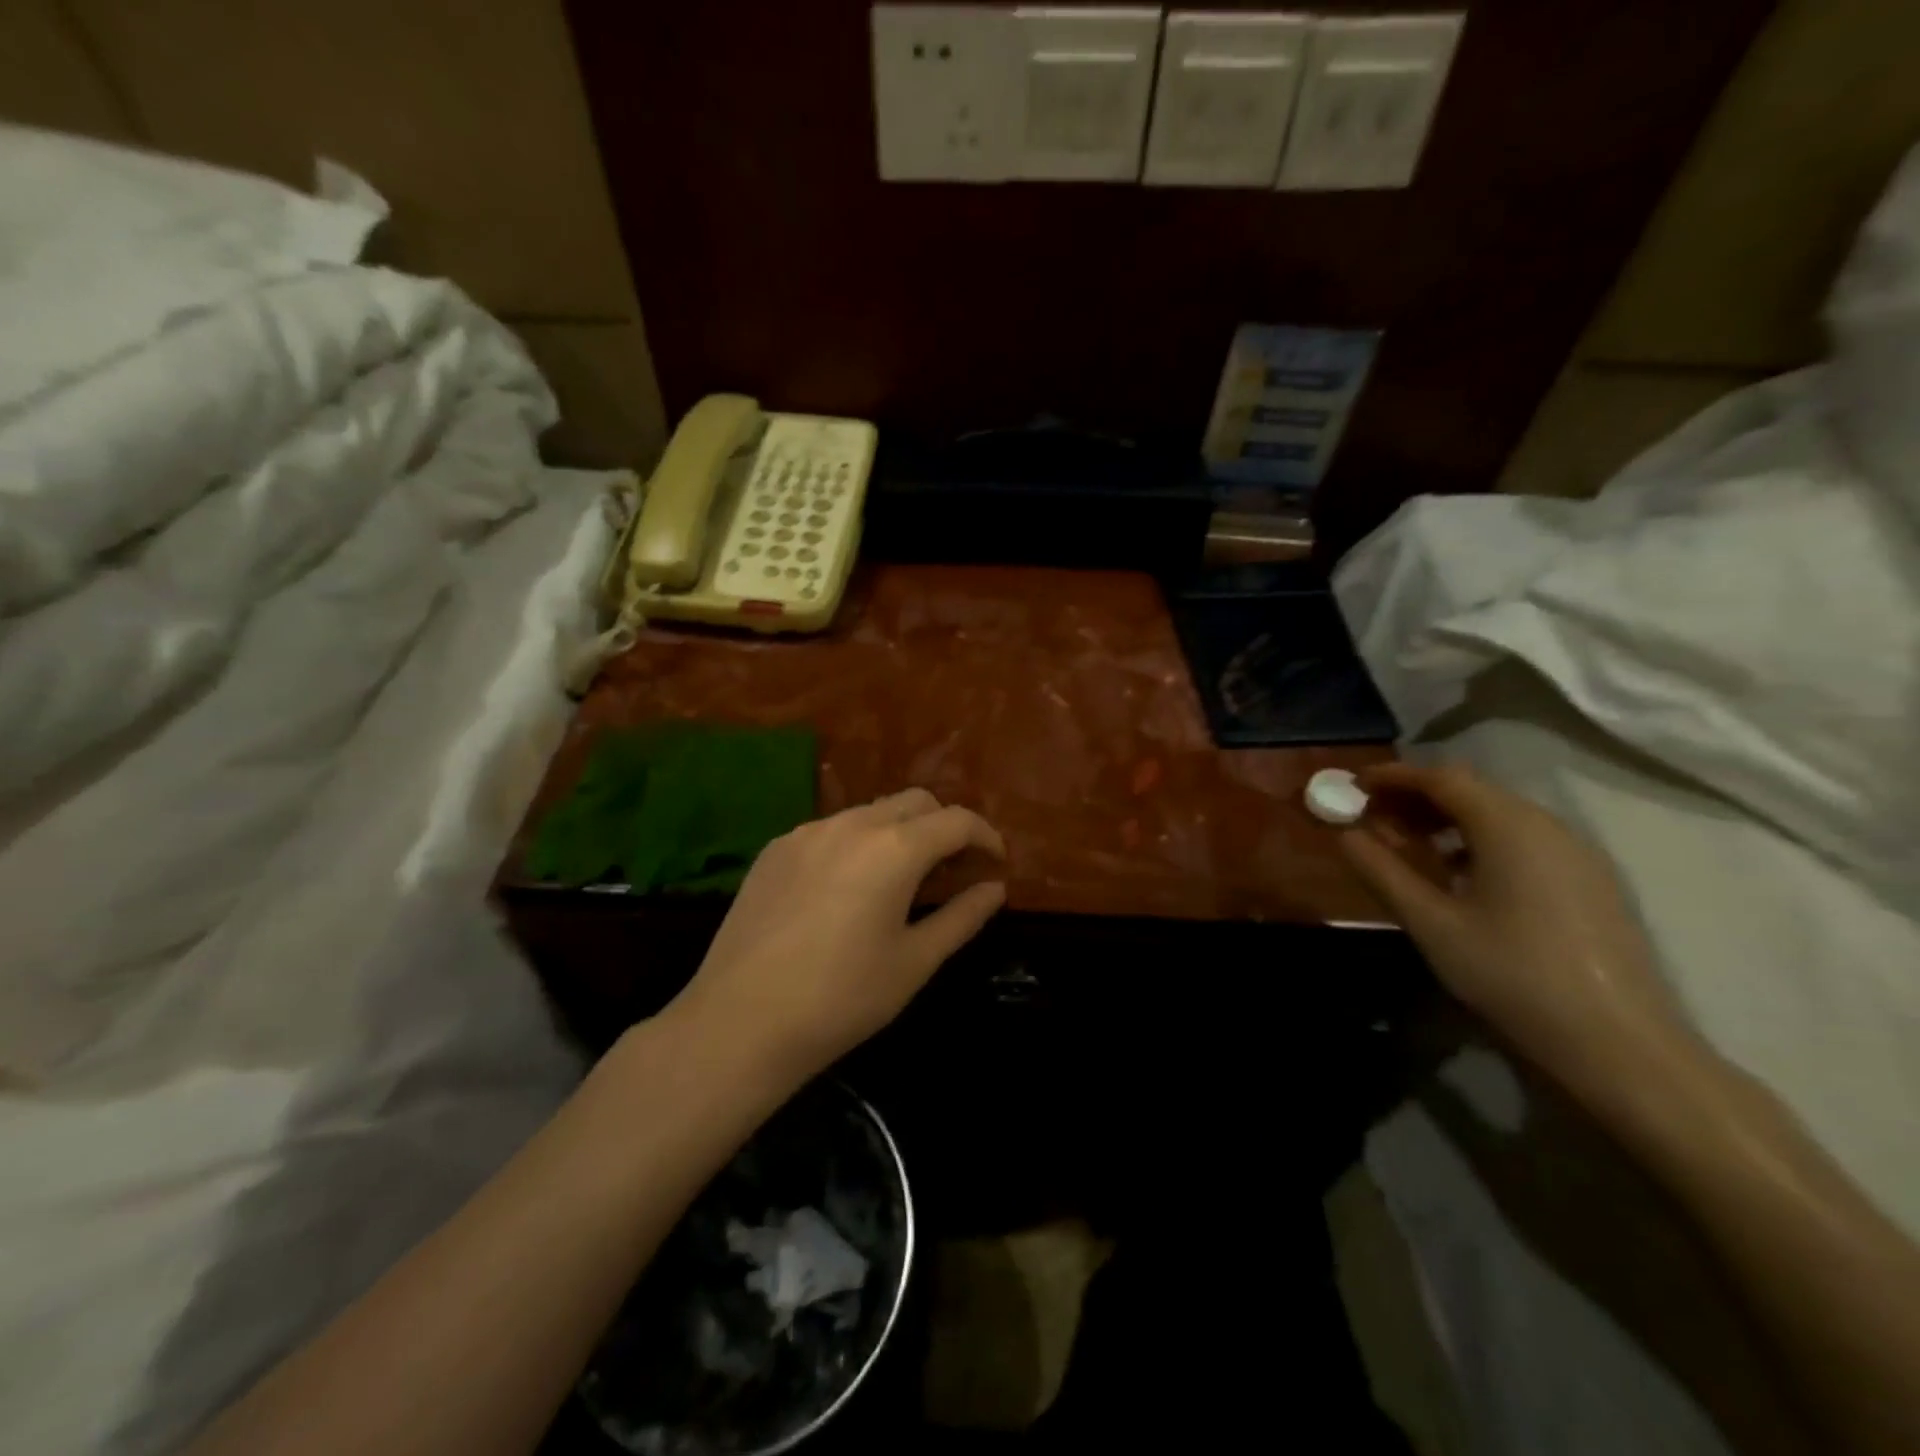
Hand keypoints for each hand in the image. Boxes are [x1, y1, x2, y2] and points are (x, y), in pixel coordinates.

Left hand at [676, 789, 1006, 1085]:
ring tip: (902, 877)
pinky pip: (831, 830)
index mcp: (894, 848)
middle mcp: (851, 824)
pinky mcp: (775, 849)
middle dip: (943, 825)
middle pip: (914, 802)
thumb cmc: (842, 998)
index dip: (985, 836)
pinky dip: (857, 843)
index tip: (995, 861)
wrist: (740, 1021)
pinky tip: (849, 887)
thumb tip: (994, 889)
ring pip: (870, 811)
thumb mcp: (914, 962)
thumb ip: (962, 917)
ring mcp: (807, 832)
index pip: (955, 821)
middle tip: (953, 868)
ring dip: (899, 831)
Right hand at [1338, 762, 1688, 1089]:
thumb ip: (1382, 872)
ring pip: (1498, 814)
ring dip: (1446, 819)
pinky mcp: (1589, 881)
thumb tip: (1345, 835)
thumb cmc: (1513, 974)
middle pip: (1472, 790)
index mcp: (1509, 827)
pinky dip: (1478, 840)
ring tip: (1407, 845)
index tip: (1355, 783)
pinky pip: (1522, 839)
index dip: (1394, 776)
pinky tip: (1457, 875)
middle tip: (1373, 816)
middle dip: (1417, 796)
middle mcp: (1547, 826)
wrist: (1619, 1045)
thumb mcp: (1432, 924)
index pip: (1442, 778)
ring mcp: (1575, 854)